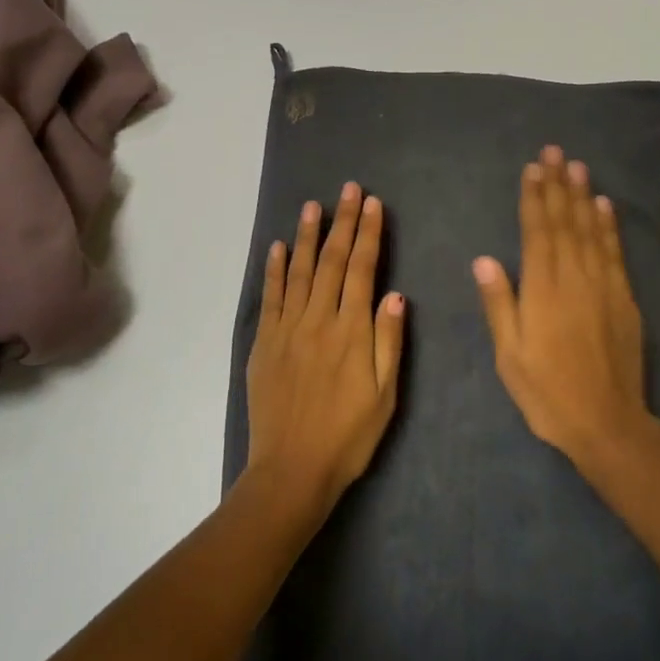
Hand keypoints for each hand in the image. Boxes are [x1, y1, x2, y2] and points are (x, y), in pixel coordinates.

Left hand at [244, 183, 405, 516]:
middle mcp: (318, 320)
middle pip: (332, 261)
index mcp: (352, 331)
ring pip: (298, 271)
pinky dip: (274, 270)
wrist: (292, 471)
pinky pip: (270, 298)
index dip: (369, 234)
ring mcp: (287, 330)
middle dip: (343, 222)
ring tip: (314, 205)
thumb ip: (390, 342)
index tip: (372, 204)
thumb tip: (396, 294)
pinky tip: (277, 247)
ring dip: (307, 235)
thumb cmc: (348, 436)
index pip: (362, 270)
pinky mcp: (264, 343)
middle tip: (349, 189)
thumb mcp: (385, 395)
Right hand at [473, 145, 649, 465]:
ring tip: (578, 166)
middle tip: (555, 151)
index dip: (534, 198)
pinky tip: (605, 206)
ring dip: (584, 195)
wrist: (607, 422)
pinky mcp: (625, 298)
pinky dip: (609, 226)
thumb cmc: (547, 392)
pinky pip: (615, 252)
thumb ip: (499, 303)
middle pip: (566, 221)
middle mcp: (575, 277)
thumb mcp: (509, 355)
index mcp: (543, 289)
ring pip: (592, 230)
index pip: (538, 231)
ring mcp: (604, 285)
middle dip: (558, 184)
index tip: (532, 169)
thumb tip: (484, 259)